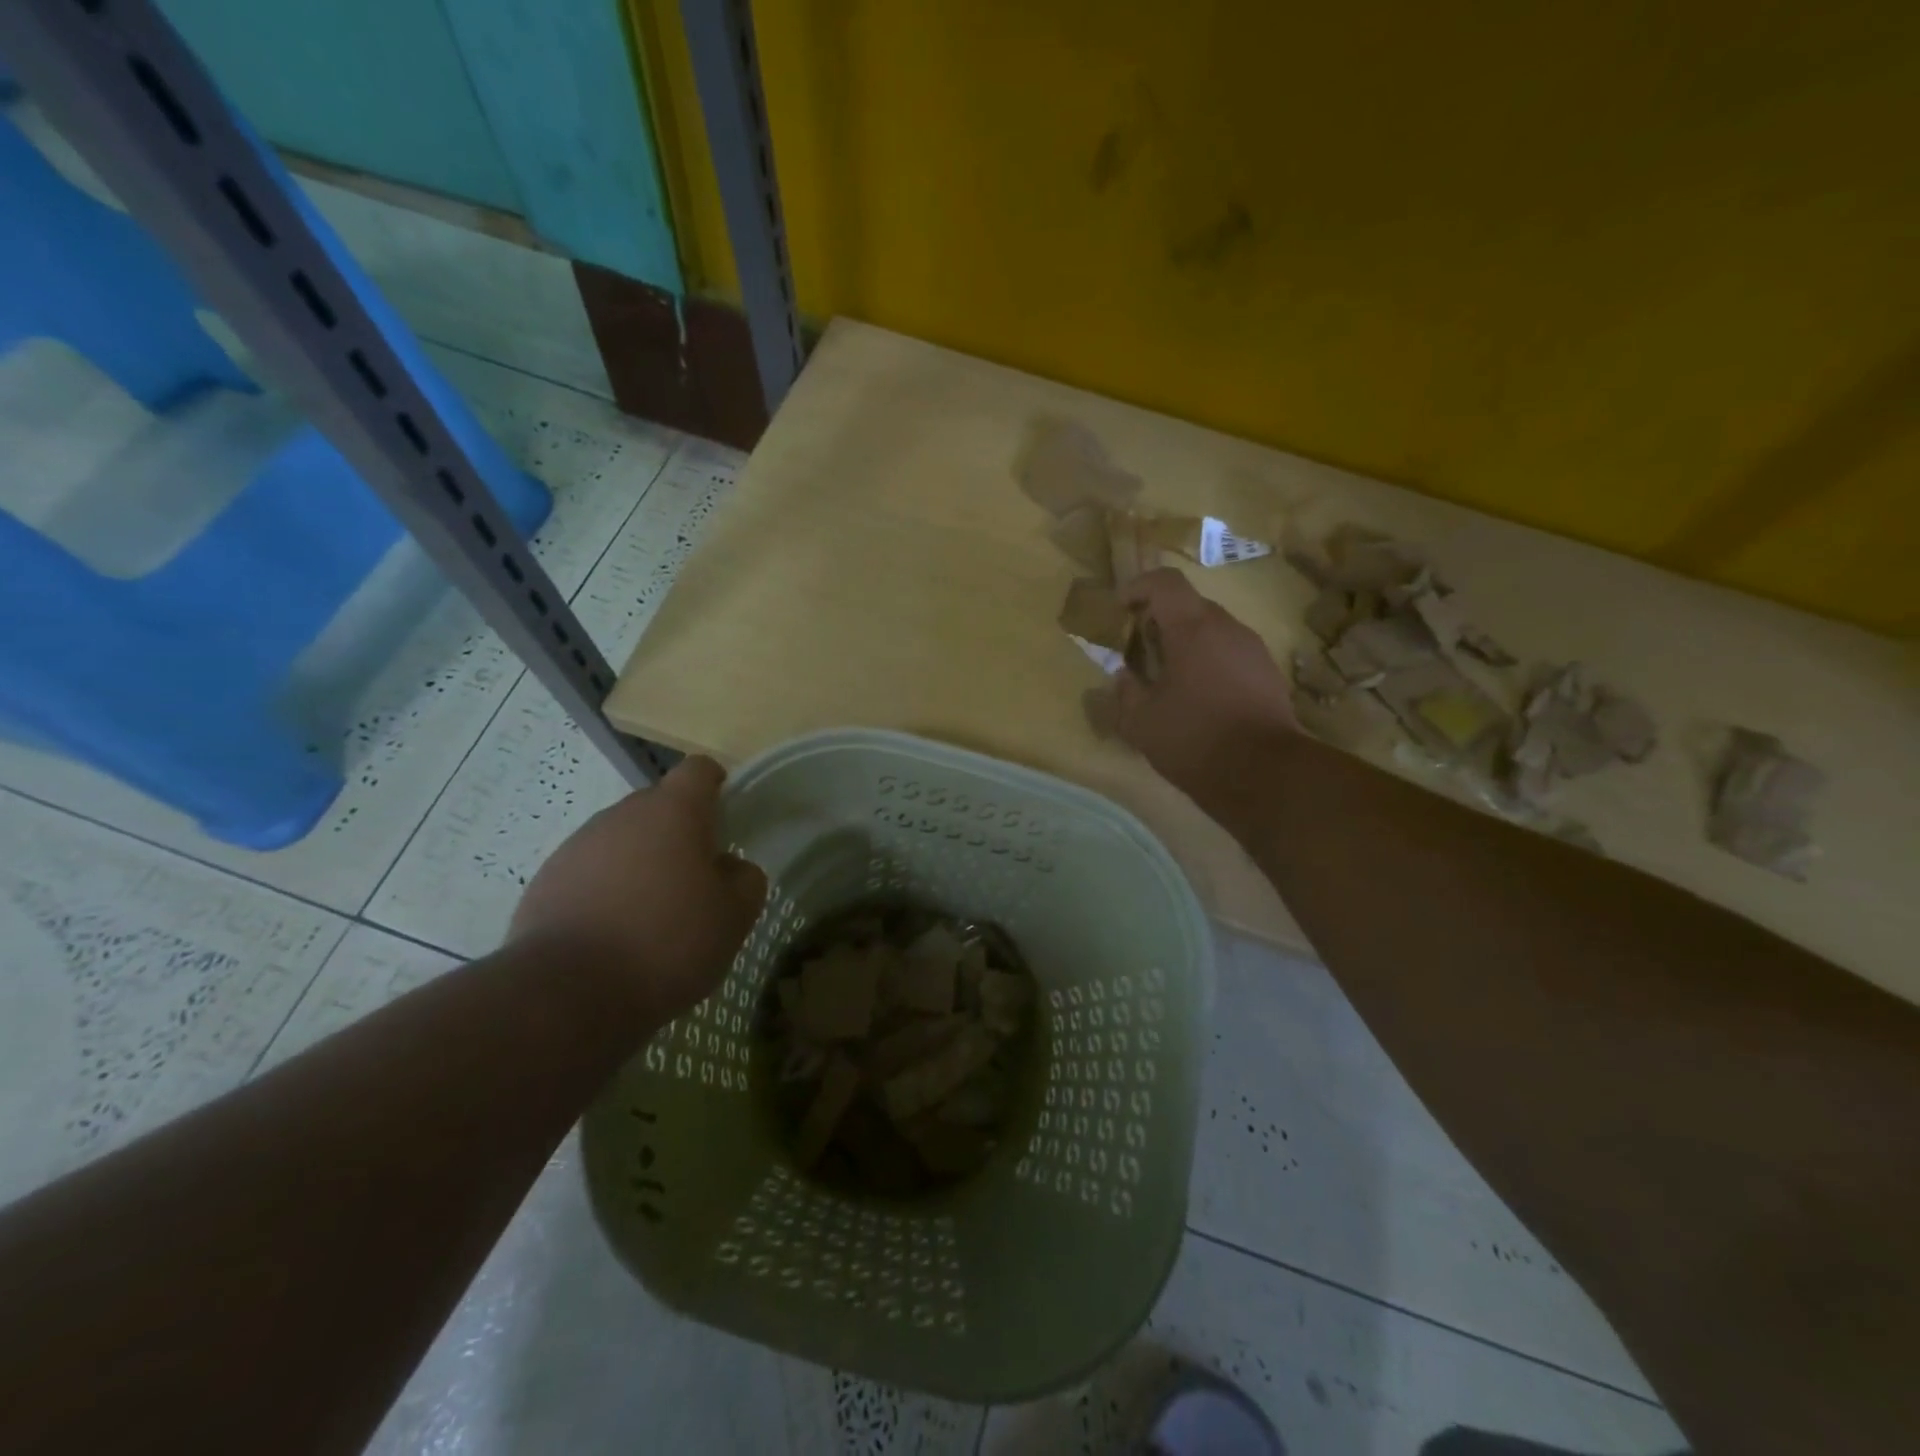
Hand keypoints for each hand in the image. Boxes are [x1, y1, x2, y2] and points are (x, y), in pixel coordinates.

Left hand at [510, 756, 767, 1019]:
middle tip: (696, 883)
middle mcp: (622, 815)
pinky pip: (589, 873)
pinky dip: (606, 892)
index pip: (699, 770)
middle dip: (679, 834)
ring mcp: (577, 846)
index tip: (727, 822)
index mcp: (673, 811)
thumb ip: (744, 879)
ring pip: (622, 841)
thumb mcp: (734, 916)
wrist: (567, 994)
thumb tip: (729, 867)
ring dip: (641, 864)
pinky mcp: (545, 882)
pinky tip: (614, 937)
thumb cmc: (667, 943)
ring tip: (652, 918)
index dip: (717, 787)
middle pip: (658, 806)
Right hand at [1114, 569, 1297, 813]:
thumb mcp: (1141, 722)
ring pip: (1214, 630)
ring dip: (1187, 642)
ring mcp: (1254, 650)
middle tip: (1140, 647)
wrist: (1265, 773)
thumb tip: (1123, 677)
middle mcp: (1227, 628)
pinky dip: (1210, 662)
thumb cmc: (1194, 738)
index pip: (1166, 583)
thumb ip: (1125, 692)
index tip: (1120, 607)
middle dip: (1161, 618)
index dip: (1139, 586)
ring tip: (1168, 676)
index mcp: (1192, 629)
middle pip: (1191, 605)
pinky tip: (1199, 697)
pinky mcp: (1269, 674)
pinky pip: (1231, 654)